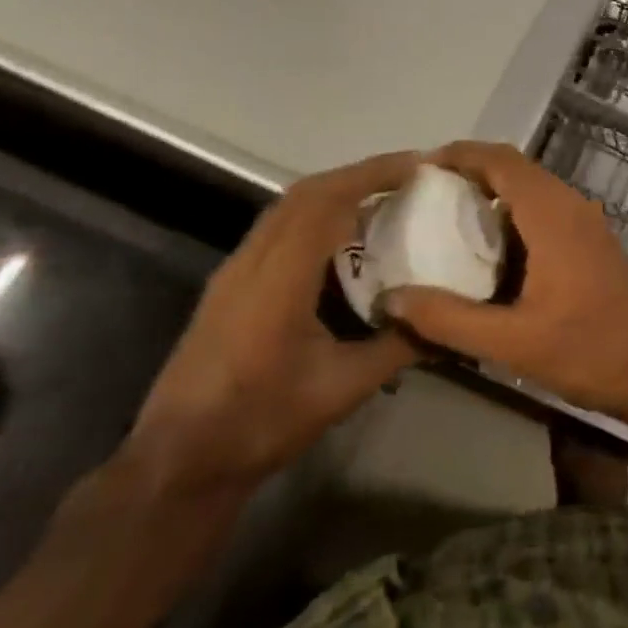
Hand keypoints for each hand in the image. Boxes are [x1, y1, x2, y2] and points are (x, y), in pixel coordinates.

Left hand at [127, 152, 421, 488]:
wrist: (179, 461)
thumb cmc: (262, 423)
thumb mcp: (343, 388)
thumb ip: (398, 347)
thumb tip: (448, 321)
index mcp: (279, 279)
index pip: (327, 201)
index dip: (373, 174)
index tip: (417, 166)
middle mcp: (252, 261)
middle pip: (306, 192)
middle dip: (359, 174)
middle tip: (408, 177)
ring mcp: (235, 271)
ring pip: (287, 207)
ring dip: (335, 192)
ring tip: (382, 200)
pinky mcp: (229, 285)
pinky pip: (277, 228)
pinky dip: (315, 215)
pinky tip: (342, 239)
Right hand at [385, 141, 627, 432]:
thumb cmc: (593, 351)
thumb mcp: (514, 342)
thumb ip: (450, 319)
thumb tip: (392, 297)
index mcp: (553, 215)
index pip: (501, 160)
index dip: (460, 154)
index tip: (418, 169)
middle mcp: (571, 207)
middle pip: (515, 170)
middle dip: (469, 174)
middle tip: (422, 198)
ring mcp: (587, 225)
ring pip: (532, 192)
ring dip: (492, 196)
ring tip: (445, 222)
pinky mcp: (593, 246)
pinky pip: (545, 214)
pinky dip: (512, 218)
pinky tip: (488, 256)